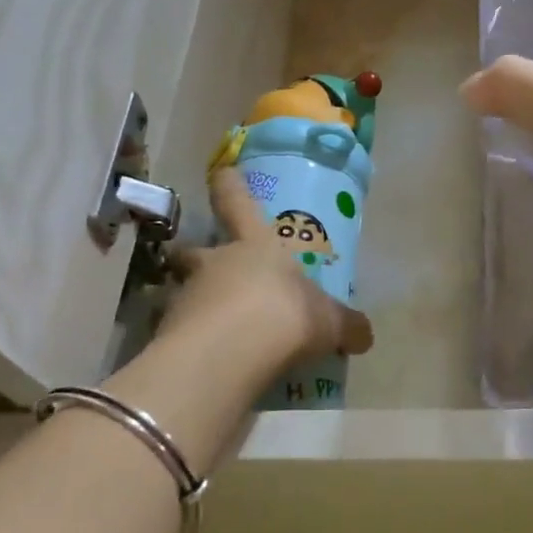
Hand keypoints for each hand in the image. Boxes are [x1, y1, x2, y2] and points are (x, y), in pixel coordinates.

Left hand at [163, 167, 373, 373]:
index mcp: (256, 246)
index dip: (230, 186)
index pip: (238, 204)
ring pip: (183, 292)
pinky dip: (191, 343)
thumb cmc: (286, 315)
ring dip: (196, 305)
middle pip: (195, 250)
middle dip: (195, 257)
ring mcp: (186, 296)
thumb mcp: (329, 322)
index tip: (221, 170)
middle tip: (205, 271)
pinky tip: (208, 362)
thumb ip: (346, 326)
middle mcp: (216, 263)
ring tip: (215, 331)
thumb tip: (364, 335)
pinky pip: (179, 334)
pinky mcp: (168, 334)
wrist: (231, 353)